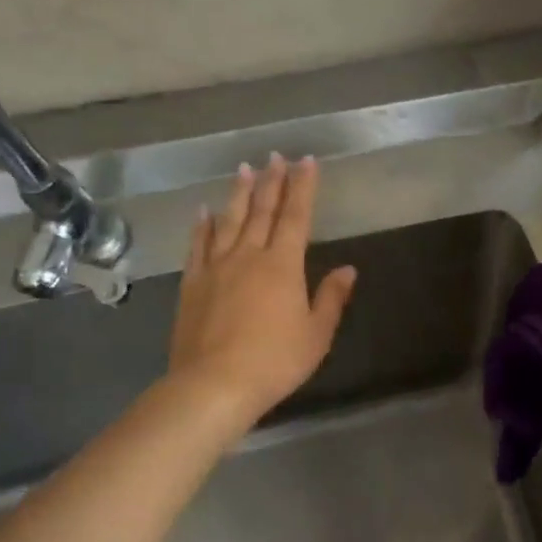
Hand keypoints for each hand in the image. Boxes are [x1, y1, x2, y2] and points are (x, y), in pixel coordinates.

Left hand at [167, 153, 356, 439]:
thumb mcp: (316, 335)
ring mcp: (216, 268)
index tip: (306, 161)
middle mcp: (249, 256)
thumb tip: (348, 269)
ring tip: (244, 168)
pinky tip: (204, 212)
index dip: (303, 187)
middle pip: (262, 211)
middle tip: (276, 156)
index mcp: (282, 265)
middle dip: (272, 181)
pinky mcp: (192, 284)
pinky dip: (202, 226)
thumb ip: (331, 298)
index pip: (296, 216)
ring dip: (239, 193)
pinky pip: (197, 246)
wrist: (213, 385)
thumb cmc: (274, 361)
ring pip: (229, 221)